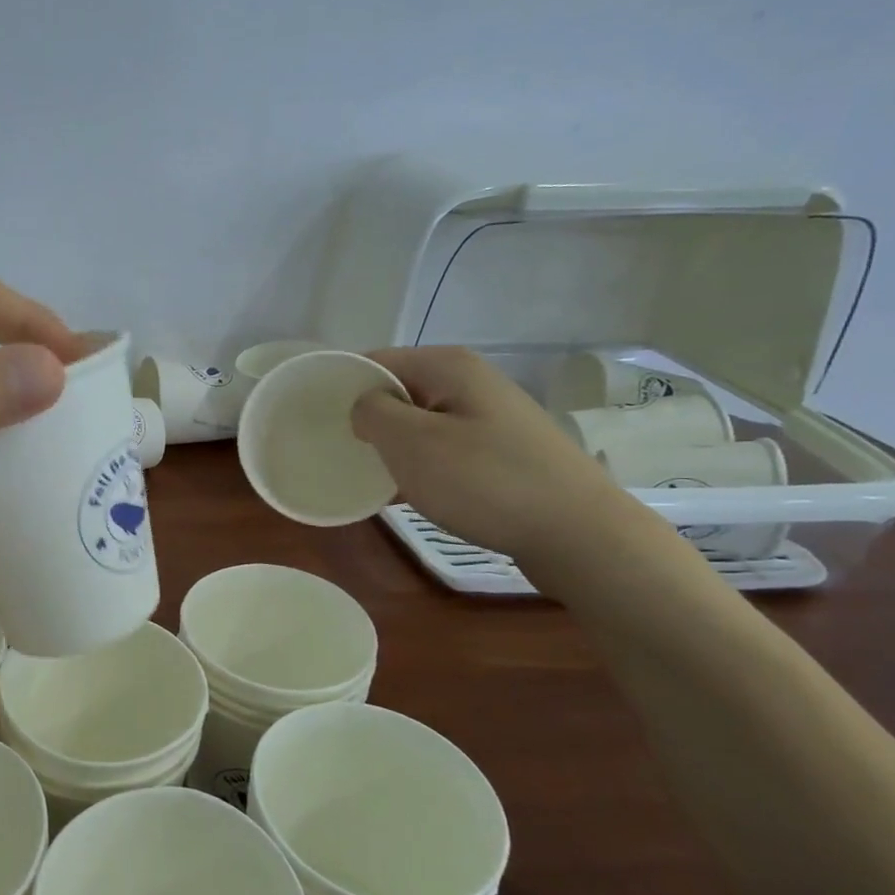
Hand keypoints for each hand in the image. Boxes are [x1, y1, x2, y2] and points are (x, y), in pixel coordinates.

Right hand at [349, 347, 639, 566]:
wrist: (577, 534)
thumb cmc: (484, 481)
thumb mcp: (410, 442)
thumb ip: (371, 412)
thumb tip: (364, 407)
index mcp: (447, 366)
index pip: (374, 361)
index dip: (342, 388)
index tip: (316, 422)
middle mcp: (471, 382)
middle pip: (398, 392)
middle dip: (366, 421)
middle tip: (339, 454)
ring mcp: (490, 418)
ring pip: (420, 424)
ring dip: (392, 449)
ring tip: (367, 479)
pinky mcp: (502, 452)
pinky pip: (444, 449)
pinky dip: (420, 467)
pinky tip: (405, 496)